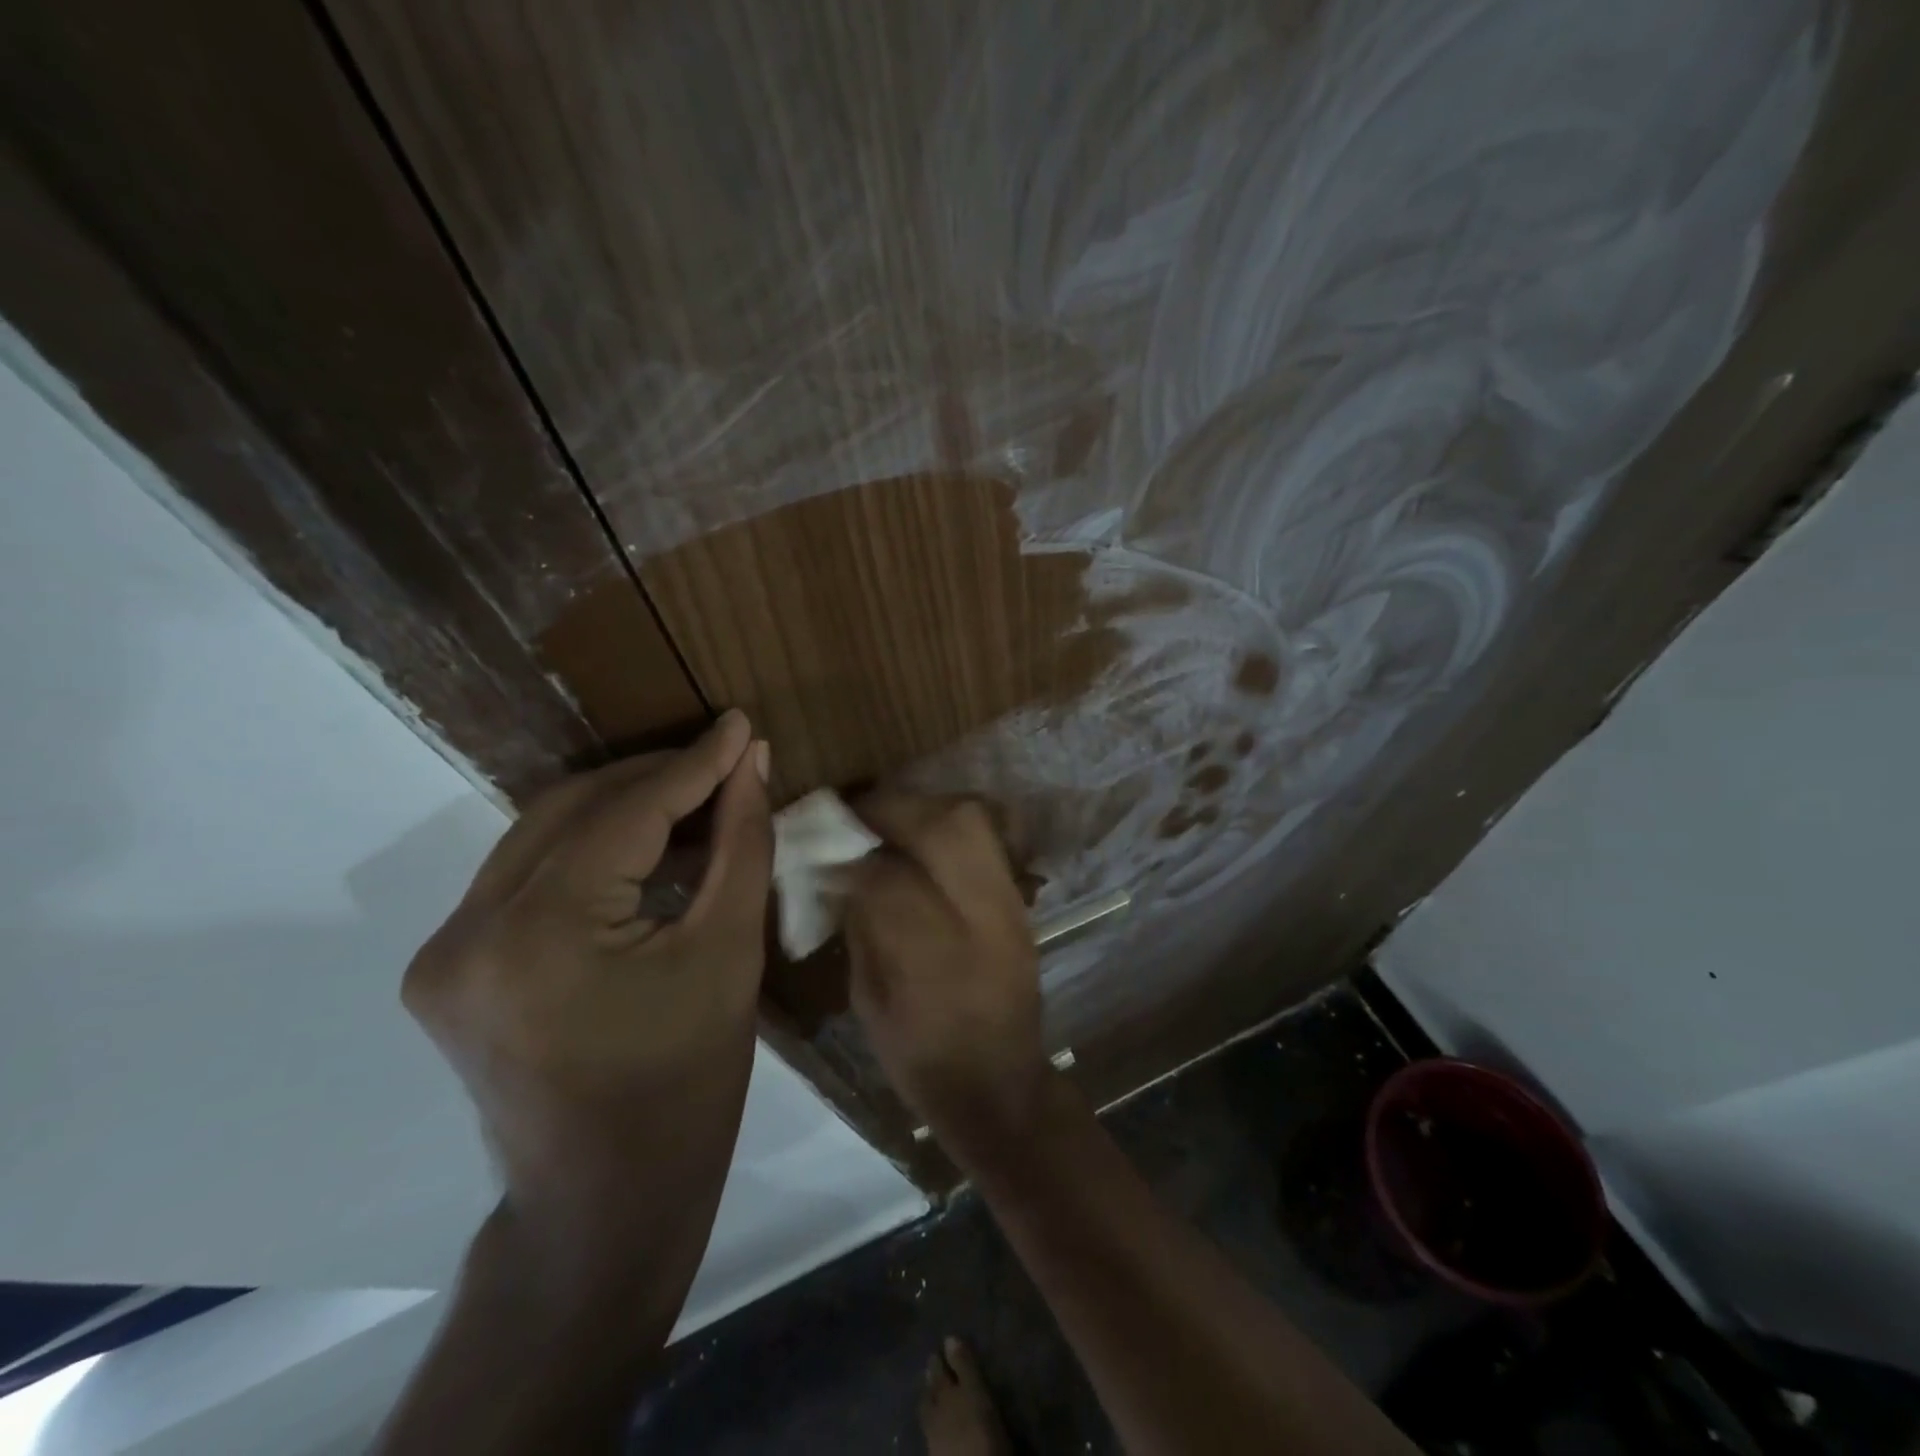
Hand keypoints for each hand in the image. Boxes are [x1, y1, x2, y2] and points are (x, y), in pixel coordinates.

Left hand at [402, 710, 771, 1244]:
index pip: (626, 813)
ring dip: (621, 807)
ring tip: (693, 796)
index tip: (738, 724)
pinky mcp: (447, 966)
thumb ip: (741, 843)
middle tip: (723, 759)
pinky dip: (589, 847)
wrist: (607, 1199)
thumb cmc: (690, 1082)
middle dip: (654, 778)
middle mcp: (469, 931)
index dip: (693, 764)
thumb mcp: (730, 951)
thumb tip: (750, 762)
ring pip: (543, 834)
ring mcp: (444, 951)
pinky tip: (644, 846)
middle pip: (572, 810)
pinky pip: (526, 873)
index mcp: (541, 933)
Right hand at [844, 794, 1047, 1145]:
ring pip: (974, 822)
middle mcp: (981, 921)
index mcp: (933, 960)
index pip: (889, 878)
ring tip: (891, 818)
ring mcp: (1010, 906)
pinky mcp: (1021, 902)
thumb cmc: (920, 1057)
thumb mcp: (869, 1000)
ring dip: (926, 808)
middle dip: (894, 808)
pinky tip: (924, 838)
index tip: (825, 853)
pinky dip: (951, 825)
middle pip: (945, 828)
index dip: (851, 859)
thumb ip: (859, 926)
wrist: (1000, 1085)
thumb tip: (841, 870)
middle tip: (859, 814)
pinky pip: (988, 839)